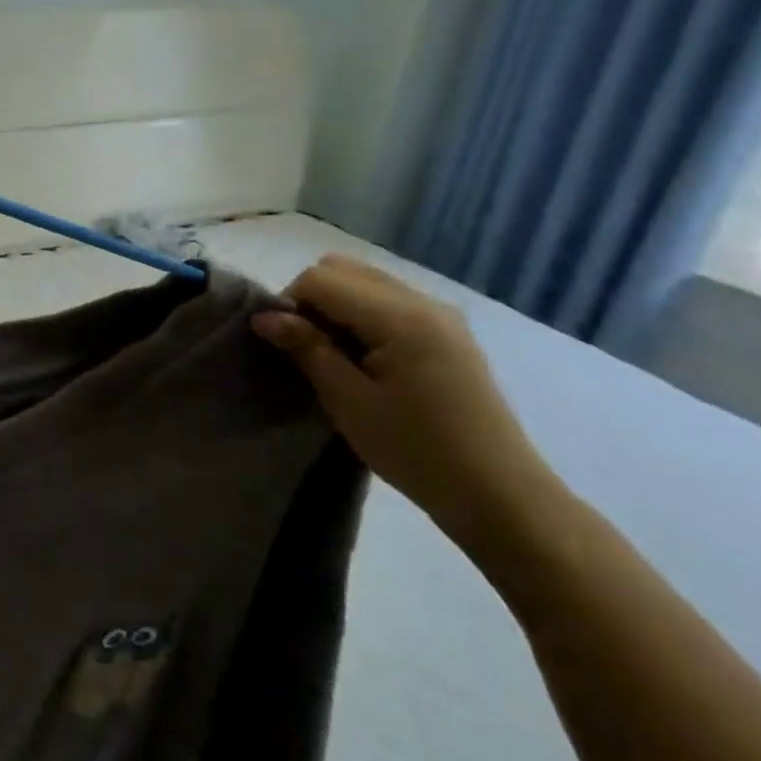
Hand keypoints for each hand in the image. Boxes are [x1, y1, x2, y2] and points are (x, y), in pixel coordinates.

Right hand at [251, 254, 551, 542]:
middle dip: (311, 299)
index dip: (290, 304)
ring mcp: (440, 314)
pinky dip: (360, 315)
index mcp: (400, 317)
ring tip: (333, 354)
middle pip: (342, 269)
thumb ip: (306, 348)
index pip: (320, 279)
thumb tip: (264, 316)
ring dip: (335, 306)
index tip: (284, 346)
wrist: (496, 492)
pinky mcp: (447, 331)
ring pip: (365, 281)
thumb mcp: (348, 401)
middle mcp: (423, 301)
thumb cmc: (414, 449)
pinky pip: (388, 300)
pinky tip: (363, 357)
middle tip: (306, 346)